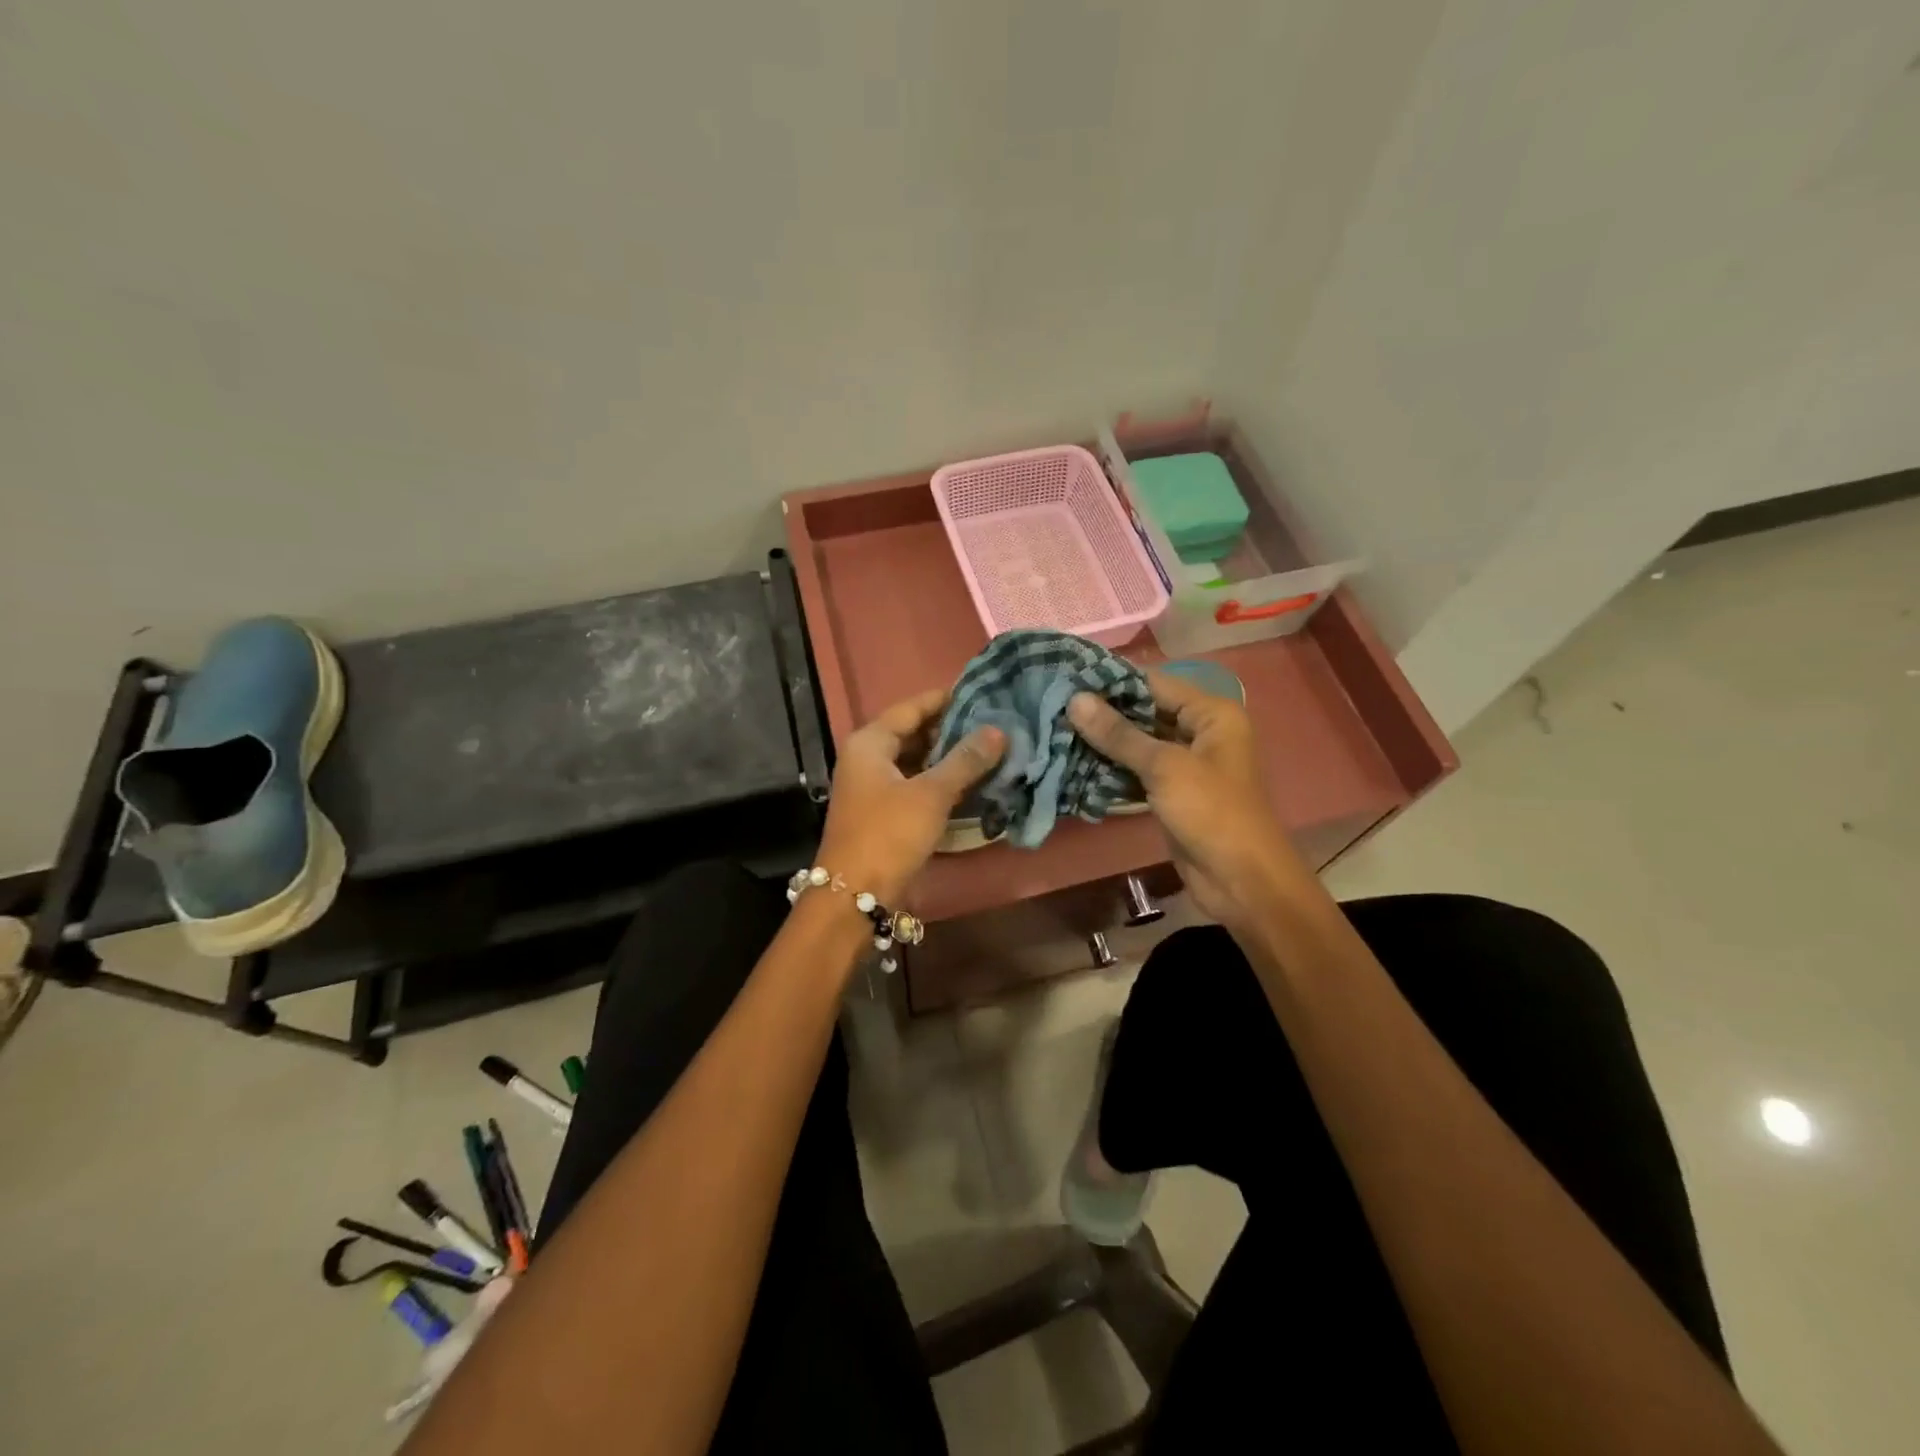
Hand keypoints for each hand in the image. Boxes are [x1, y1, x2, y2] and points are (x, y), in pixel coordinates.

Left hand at [817, 689, 1006, 903]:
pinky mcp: (883, 812)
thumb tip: (998, 730)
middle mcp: (867, 758)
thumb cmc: (889, 834)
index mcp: (870, 743)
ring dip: (947, 757)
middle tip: (993, 722)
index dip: (945, 699)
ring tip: (989, 749)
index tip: (980, 692)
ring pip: (915, 760)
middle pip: (912, 732)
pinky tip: (970, 782)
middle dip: (950, 729)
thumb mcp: (931, 794)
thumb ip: (965, 760)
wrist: (854, 894)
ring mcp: (873, 786)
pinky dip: (939, 781)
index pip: (911, 707)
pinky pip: (915, 784)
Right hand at [1068, 671, 1305, 929]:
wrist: (1241, 880)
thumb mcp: (1164, 767)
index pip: (1154, 683)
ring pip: (1139, 744)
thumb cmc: (1211, 812)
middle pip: (1145, 712)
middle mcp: (1201, 732)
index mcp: (1212, 714)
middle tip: (1054, 706)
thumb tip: (1075, 700)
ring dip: (1104, 743)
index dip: (1112, 681)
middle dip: (1104, 714)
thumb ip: (1118, 734)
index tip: (1067, 678)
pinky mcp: (1172, 793)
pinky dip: (1112, 770)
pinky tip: (1075, 765)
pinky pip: (1138, 772)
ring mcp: (1187, 765)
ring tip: (1057, 731)